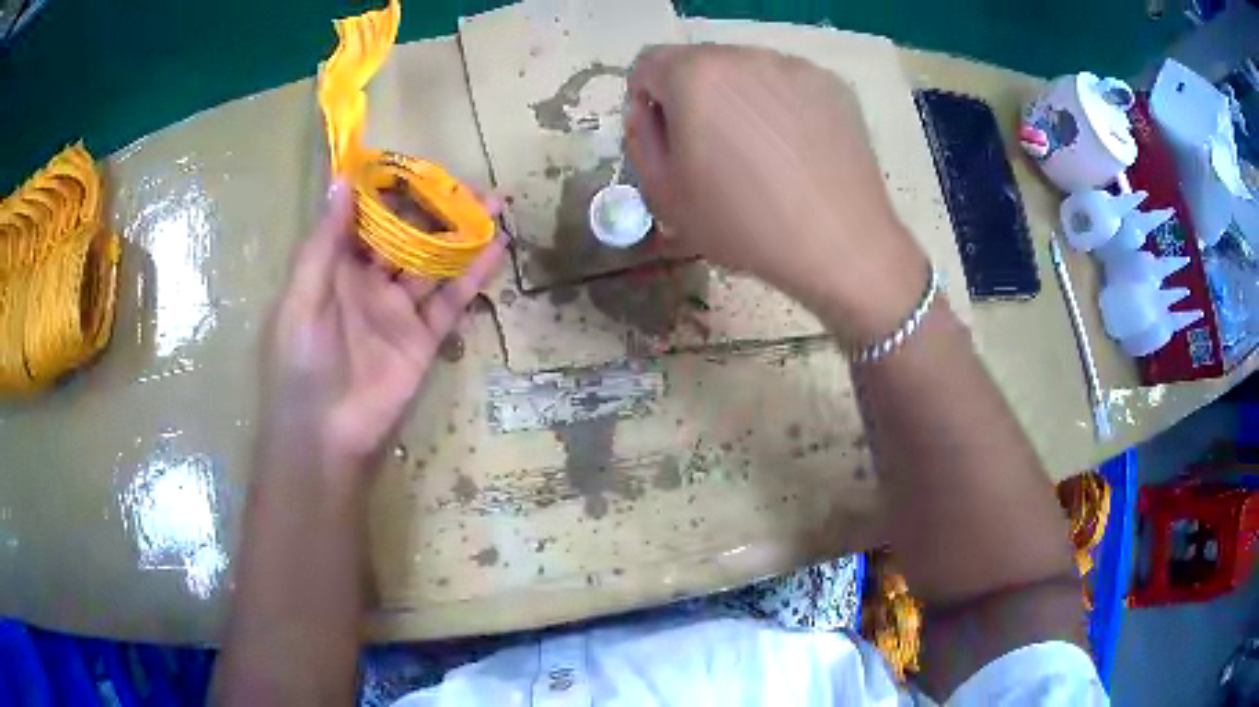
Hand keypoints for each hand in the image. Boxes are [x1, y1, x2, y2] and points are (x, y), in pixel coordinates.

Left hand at [260, 179, 505, 481]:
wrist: (324, 435)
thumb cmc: (301, 362)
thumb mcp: (301, 296)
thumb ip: (324, 242)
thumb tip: (342, 181)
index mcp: (335, 268)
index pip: (366, 218)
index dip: (389, 191)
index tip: (417, 164)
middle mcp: (369, 282)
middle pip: (406, 236)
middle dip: (434, 208)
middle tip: (467, 182)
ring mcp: (399, 310)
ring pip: (434, 263)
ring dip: (461, 234)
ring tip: (495, 202)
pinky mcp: (423, 338)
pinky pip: (451, 301)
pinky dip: (473, 276)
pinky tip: (496, 248)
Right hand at [625, 44, 928, 345]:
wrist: (840, 244)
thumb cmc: (743, 224)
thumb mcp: (664, 195)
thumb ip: (641, 140)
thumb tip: (649, 112)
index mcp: (694, 75)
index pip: (647, 66)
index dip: (647, 102)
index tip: (668, 141)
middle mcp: (744, 55)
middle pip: (698, 64)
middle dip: (693, 98)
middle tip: (715, 151)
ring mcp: (795, 66)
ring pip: (746, 71)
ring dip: (738, 99)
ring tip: (762, 153)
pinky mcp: (832, 84)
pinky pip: (787, 84)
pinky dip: (780, 105)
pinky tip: (796, 149)